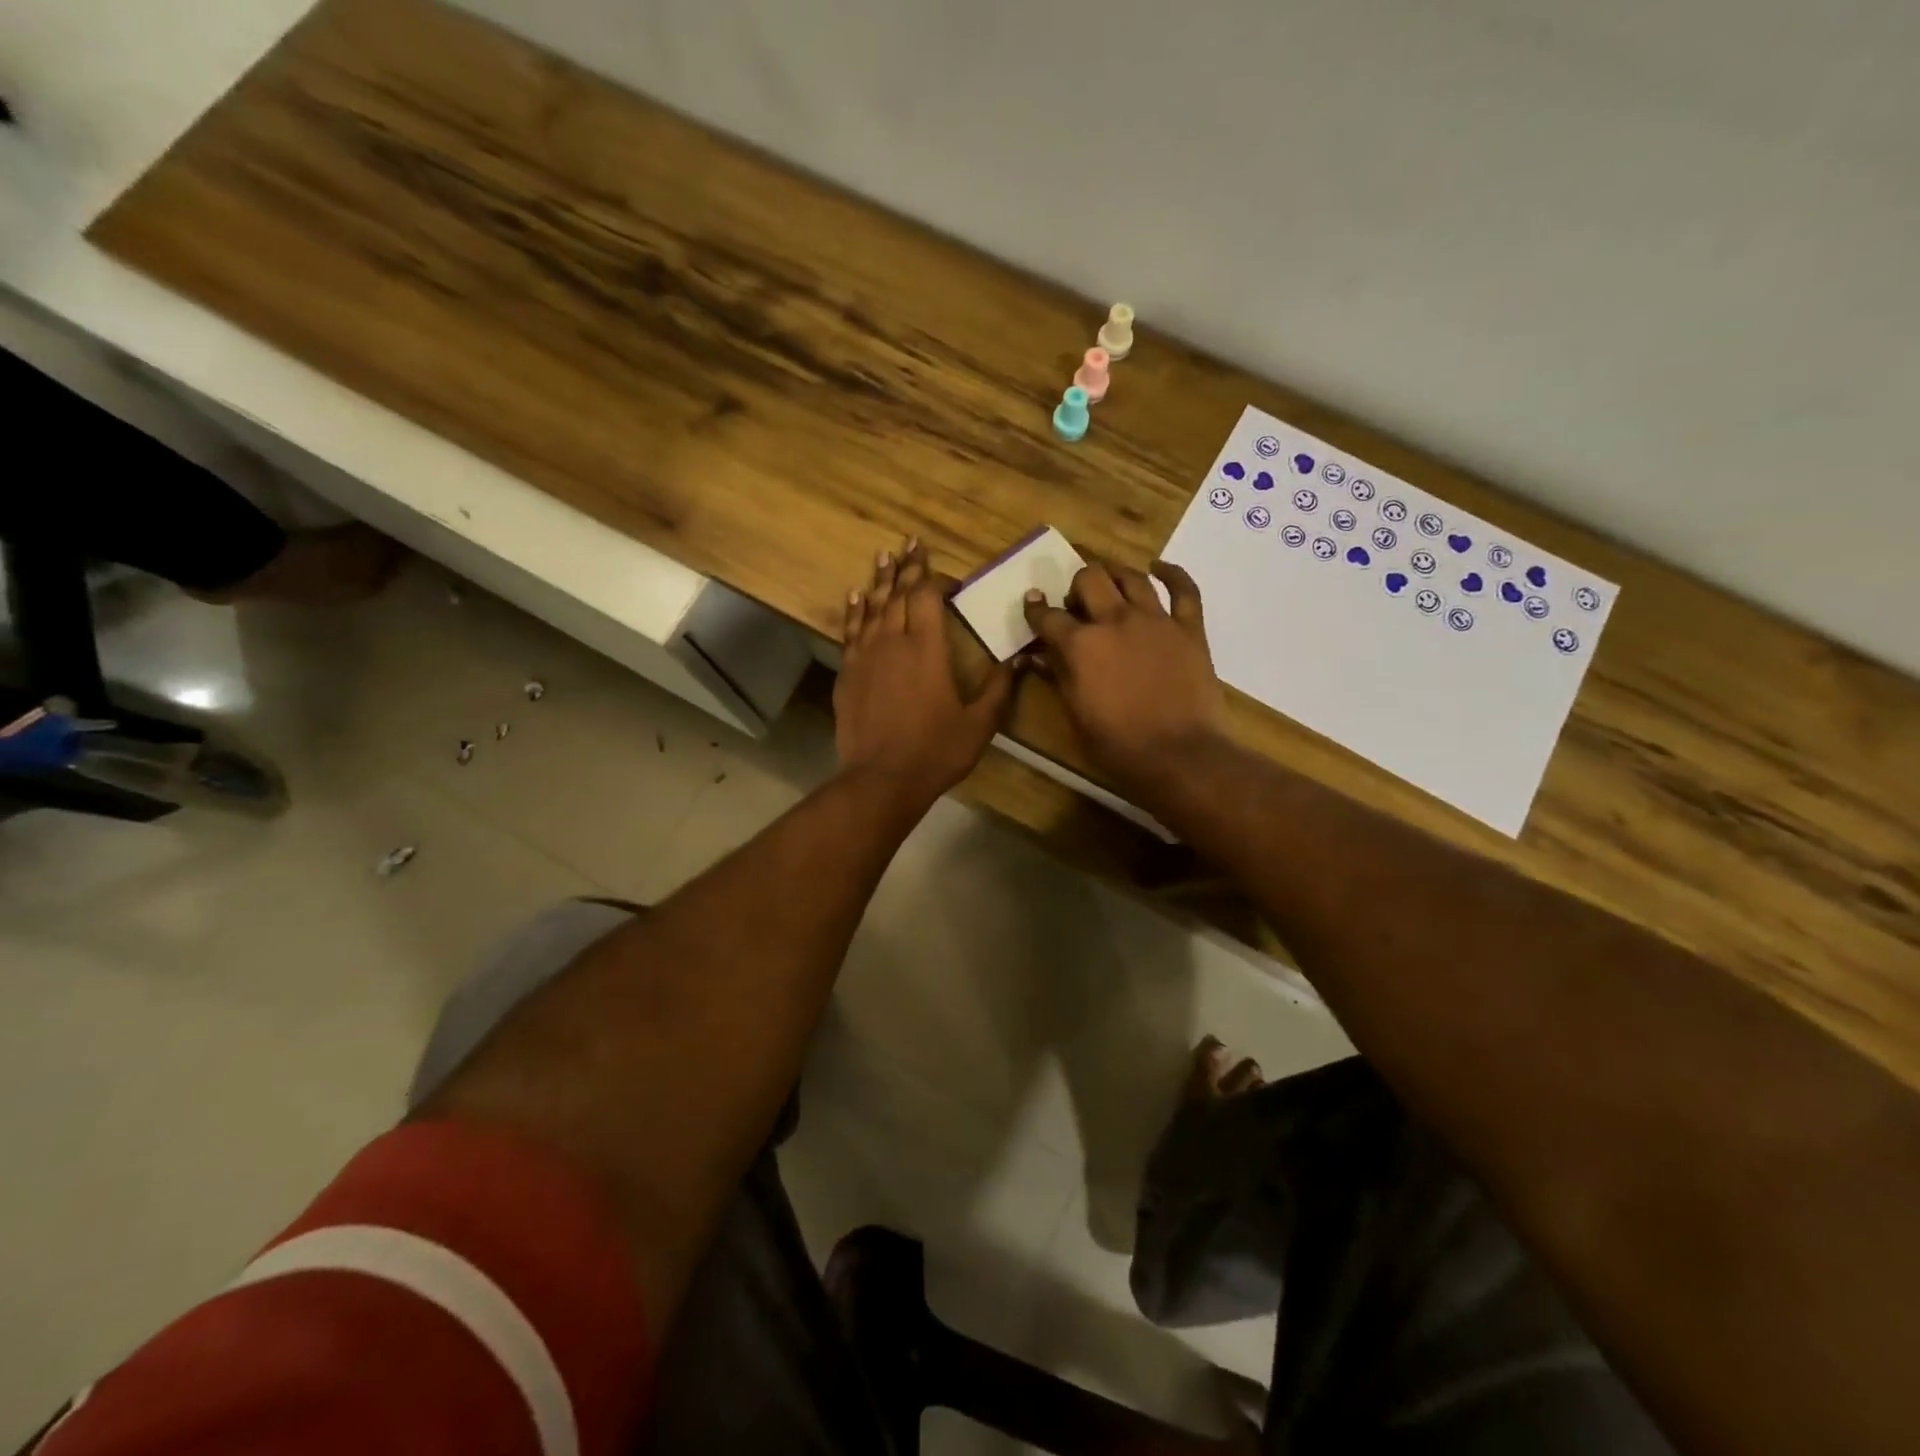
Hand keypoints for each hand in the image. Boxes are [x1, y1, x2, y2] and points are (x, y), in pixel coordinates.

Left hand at [835, 538, 1015, 805]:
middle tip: (909, 542)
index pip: (927, 597)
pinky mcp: (847, 674)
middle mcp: (893, 641)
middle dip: (906, 567)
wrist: (881, 780)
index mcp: (927, 648)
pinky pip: (850, 631)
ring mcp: (865, 656)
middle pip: (897, 593)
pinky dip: (854, 611)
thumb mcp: (979, 723)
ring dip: (878, 579)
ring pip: (871, 607)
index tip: (949, 580)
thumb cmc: (935, 751)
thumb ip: (999, 688)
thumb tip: (1017, 659)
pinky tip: (855, 596)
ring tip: (883, 555)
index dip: (936, 580)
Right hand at [1022, 558, 1227, 800]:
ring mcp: (1155, 620)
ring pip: (1131, 576)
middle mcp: (1115, 620)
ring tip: (1109, 580)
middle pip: (1090, 579)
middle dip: (1077, 585)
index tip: (1033, 603)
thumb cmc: (1118, 745)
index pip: (1048, 616)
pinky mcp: (1189, 628)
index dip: (1036, 609)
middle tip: (1077, 603)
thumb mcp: (1076, 715)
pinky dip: (1171, 574)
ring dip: (1114, 574)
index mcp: (1080, 645)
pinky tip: (1158, 568)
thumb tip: (1039, 657)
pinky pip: (1184, 590)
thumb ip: (1059, 678)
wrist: (1179, 755)